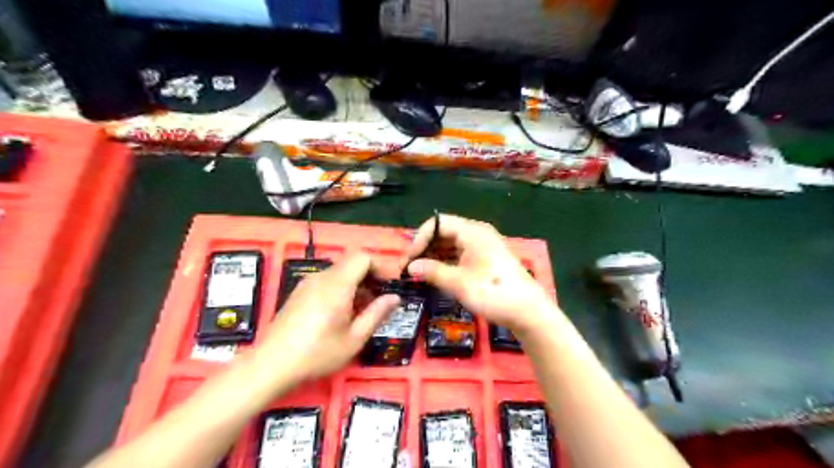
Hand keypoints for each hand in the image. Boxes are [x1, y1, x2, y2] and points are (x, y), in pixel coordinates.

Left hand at [258, 254, 400, 380]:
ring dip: (356, 283)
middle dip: (370, 276)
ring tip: (363, 308)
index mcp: (337, 285)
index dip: (381, 267)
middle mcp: (322, 277)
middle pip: (352, 262)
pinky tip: (341, 312)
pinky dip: (341, 288)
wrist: (271, 365)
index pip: (363, 257)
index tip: (390, 285)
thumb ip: (377, 314)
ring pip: (339, 271)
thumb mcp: (354, 339)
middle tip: (380, 299)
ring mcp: (307, 283)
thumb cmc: (317, 354)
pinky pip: (327, 280)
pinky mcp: (299, 292)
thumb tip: (395, 298)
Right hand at [406, 213, 559, 338]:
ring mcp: (483, 246)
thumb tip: (410, 267)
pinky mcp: (486, 259)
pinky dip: (447, 262)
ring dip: (435, 256)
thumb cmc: (493, 293)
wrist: (528, 312)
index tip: (409, 261)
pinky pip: (461, 254)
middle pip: (444, 232)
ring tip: (420, 274)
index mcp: (472, 231)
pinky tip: (437, 276)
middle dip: (426, 248)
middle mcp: (477, 234)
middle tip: (411, 269)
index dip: (420, 239)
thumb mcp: (459, 283)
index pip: (437, 224)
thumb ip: (432, 271)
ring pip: (452, 244)